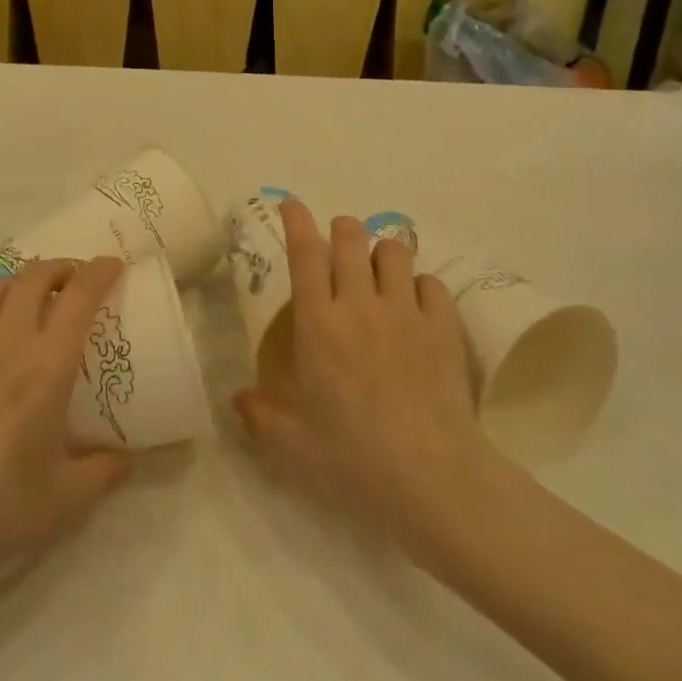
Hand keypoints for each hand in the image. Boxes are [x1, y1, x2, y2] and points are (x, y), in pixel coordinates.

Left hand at [0, 257, 131, 597]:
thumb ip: (105, 472)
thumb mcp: (67, 501)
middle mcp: (6, 340)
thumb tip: (128, 458)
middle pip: (36, 275)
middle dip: (61, 269)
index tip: (113, 266)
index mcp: (47, 365)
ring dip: (20, 285)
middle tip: (73, 284)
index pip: (80, 295)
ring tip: (28, 304)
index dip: (100, 271)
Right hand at [235, 200, 497, 556]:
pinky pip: (431, 283)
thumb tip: (238, 397)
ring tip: (378, 274)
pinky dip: (420, 285)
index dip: (296, 220)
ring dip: (381, 253)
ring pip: (394, 251)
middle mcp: (360, 304)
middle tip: (338, 244)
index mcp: (319, 324)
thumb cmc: (352, 459)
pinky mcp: (443, 327)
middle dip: (342, 229)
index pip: (305, 252)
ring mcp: (406, 312)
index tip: (290, 202)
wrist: (431, 478)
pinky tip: (416, 305)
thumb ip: (259, 415)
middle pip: (352, 237)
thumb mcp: (290, 446)